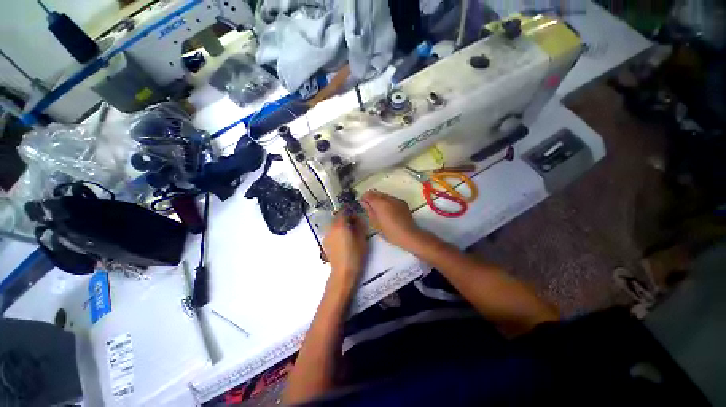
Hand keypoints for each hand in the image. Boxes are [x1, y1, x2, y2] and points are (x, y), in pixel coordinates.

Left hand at [322, 211, 368, 290]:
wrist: (343, 272)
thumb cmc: (355, 254)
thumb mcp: (362, 238)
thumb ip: (359, 225)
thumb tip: (356, 218)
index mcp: (340, 225)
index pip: (342, 211)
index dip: (349, 210)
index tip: (354, 213)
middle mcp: (331, 228)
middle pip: (337, 218)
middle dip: (345, 219)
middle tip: (354, 224)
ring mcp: (326, 236)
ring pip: (334, 226)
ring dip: (340, 226)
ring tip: (349, 234)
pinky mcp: (325, 243)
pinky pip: (331, 233)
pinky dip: (337, 233)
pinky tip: (343, 242)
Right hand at [360, 190, 425, 250]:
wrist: (408, 235)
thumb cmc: (390, 232)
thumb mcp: (375, 223)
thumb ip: (369, 210)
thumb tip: (364, 202)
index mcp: (380, 203)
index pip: (368, 194)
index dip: (364, 198)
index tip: (362, 204)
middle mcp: (388, 198)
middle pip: (377, 193)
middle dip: (372, 198)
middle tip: (370, 207)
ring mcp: (397, 199)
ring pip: (384, 195)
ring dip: (380, 200)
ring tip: (379, 210)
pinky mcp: (403, 202)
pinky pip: (392, 199)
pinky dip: (388, 202)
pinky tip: (388, 211)